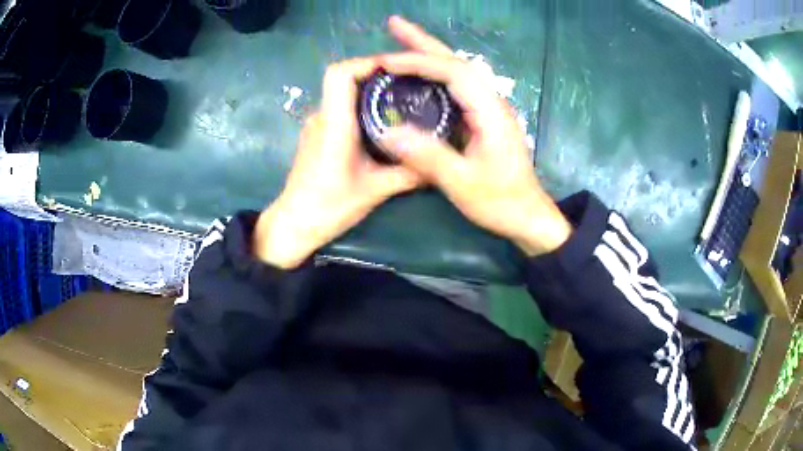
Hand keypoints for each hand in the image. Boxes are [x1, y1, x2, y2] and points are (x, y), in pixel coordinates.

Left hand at [254, 58, 420, 268]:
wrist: (295, 224)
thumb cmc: (329, 206)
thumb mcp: (375, 190)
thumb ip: (409, 173)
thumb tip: (440, 163)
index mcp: (334, 123)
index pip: (340, 74)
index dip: (366, 63)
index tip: (395, 69)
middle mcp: (322, 117)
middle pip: (343, 78)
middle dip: (375, 75)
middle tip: (408, 84)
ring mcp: (317, 125)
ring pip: (342, 93)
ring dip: (368, 90)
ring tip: (400, 99)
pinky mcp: (318, 135)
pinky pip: (340, 108)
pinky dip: (360, 106)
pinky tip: (383, 122)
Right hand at [379, 16, 571, 255]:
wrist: (528, 216)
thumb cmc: (500, 201)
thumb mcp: (462, 183)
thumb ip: (426, 156)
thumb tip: (387, 132)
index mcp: (489, 111)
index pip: (453, 71)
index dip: (419, 62)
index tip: (386, 61)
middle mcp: (490, 102)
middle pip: (456, 61)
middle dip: (424, 42)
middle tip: (394, 25)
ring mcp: (488, 109)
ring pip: (457, 72)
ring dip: (429, 55)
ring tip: (400, 44)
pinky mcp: (483, 119)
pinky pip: (456, 88)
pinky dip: (434, 76)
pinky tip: (419, 77)